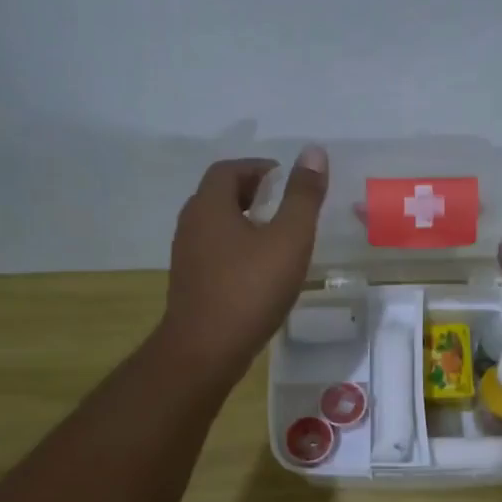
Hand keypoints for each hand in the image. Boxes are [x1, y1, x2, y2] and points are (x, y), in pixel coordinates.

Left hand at [157, 147, 328, 388]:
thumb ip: (303, 196)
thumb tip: (313, 151)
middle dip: (249, 191)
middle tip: (280, 200)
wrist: (205, 349)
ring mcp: (187, 256)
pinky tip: (258, 268)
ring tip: (274, 233)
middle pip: (217, 195)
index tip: (283, 176)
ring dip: (242, 220)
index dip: (257, 166)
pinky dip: (236, 246)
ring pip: (215, 225)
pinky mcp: (190, 284)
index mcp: (210, 206)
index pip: (228, 170)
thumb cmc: (250, 289)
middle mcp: (191, 225)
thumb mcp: (289, 239)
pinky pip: (214, 251)